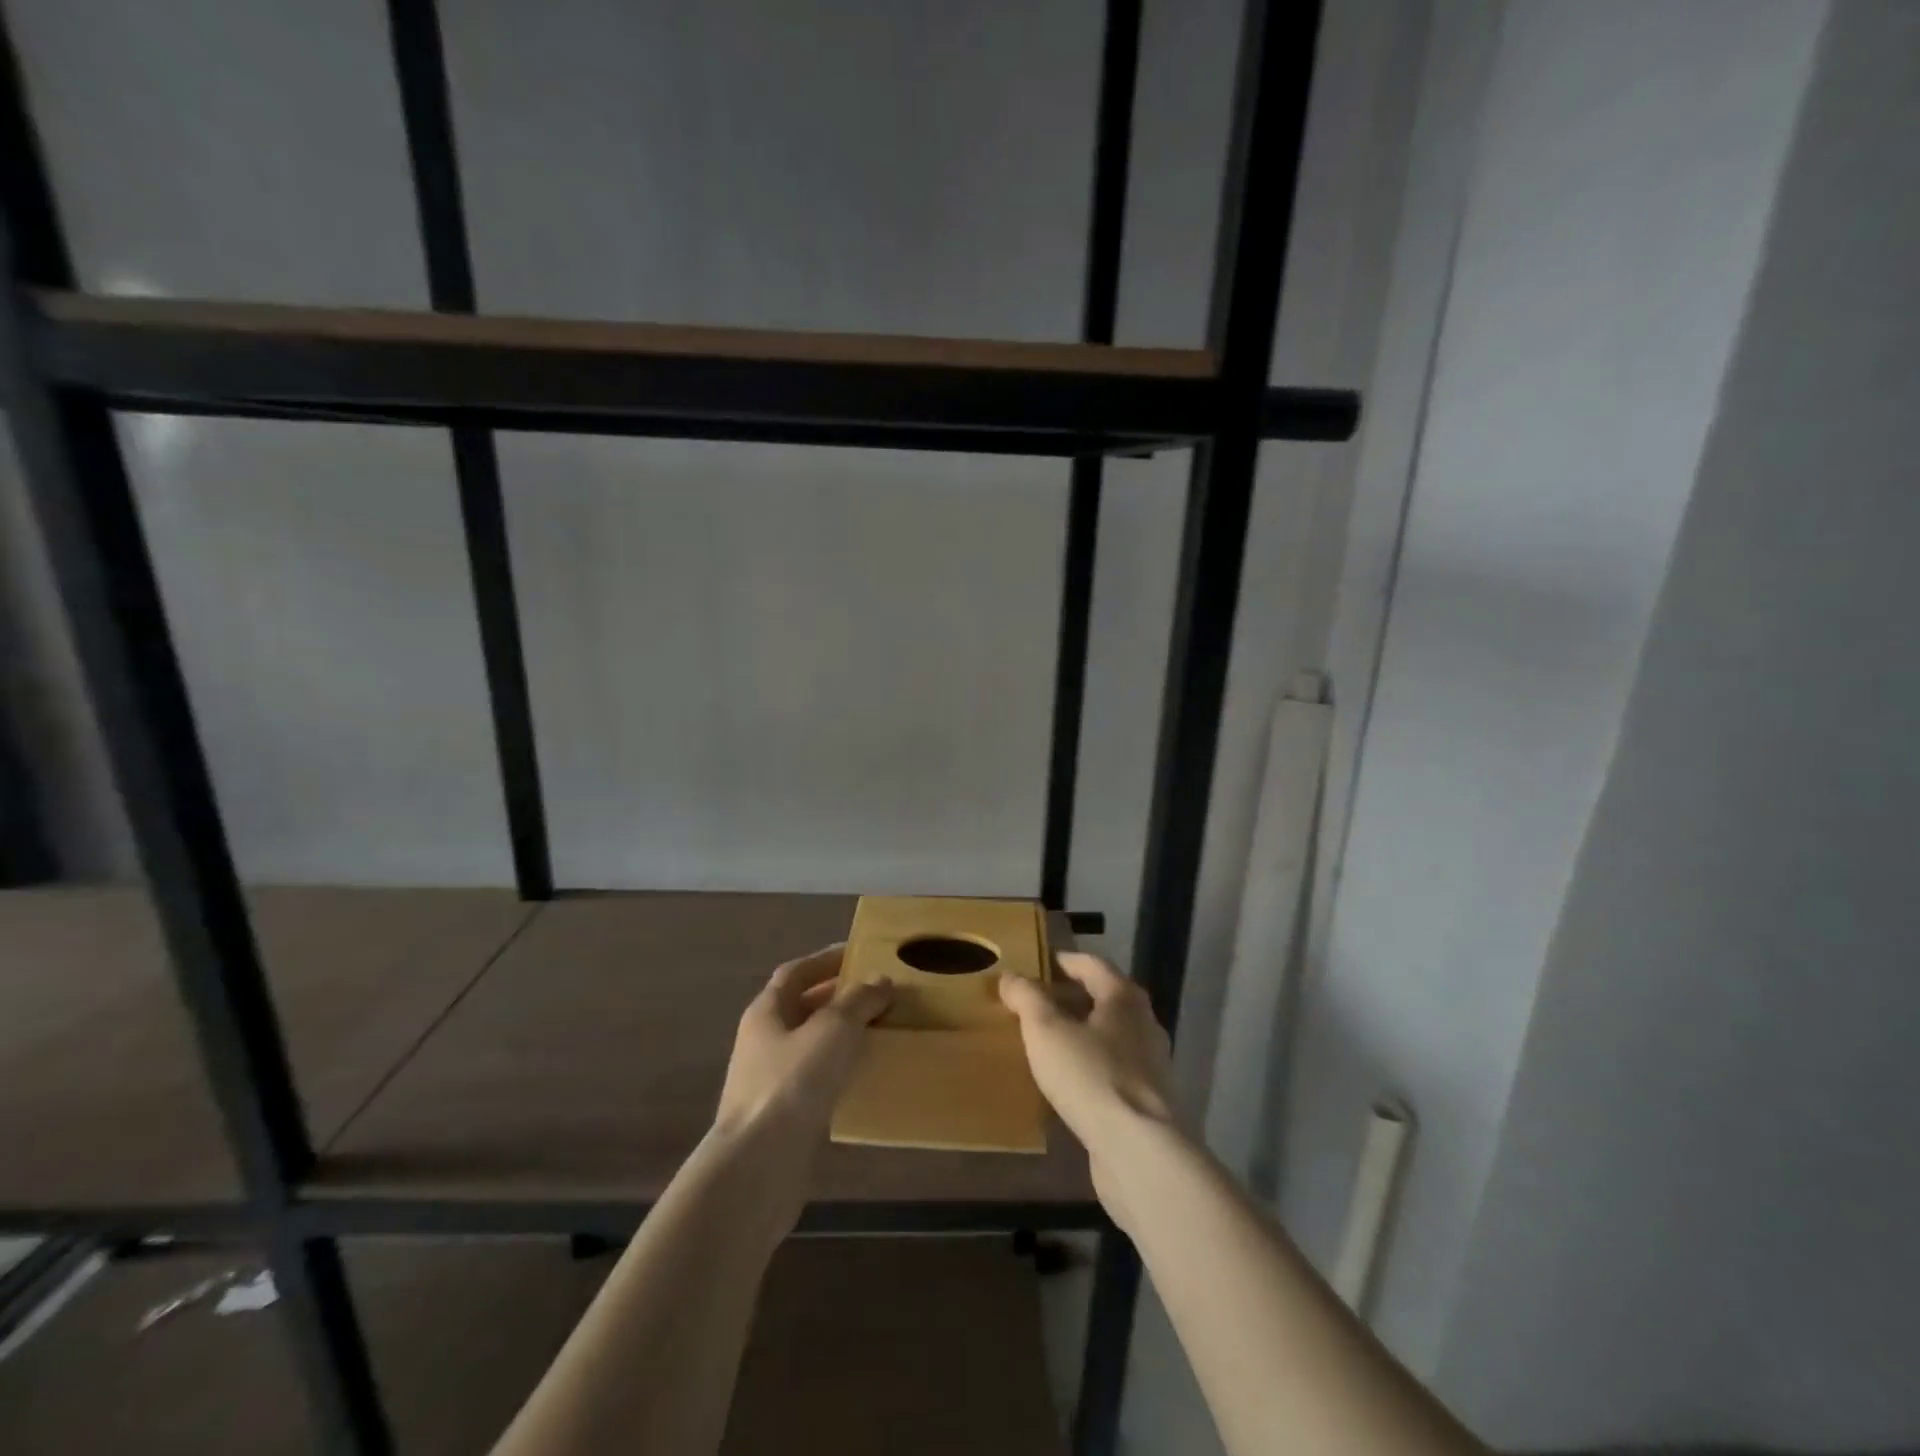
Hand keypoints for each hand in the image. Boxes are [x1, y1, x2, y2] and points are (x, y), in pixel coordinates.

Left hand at [715, 944, 890, 1141]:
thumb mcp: (833, 1029)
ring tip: (881, 1029)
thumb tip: (880, 981)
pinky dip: (841, 1070)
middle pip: (803, 1007)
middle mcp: (763, 1041)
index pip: (796, 972)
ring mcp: (770, 1080)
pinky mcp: (783, 1115)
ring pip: (812, 1045)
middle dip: (839, 997)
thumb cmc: (792, 1083)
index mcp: (766, 1012)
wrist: (758, 1166)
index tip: (859, 954)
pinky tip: (866, 1074)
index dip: (826, 960)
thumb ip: (858, 1000)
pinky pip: (817, 1080)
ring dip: (842, 1035)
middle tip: (879, 992)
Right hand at [999, 952, 1176, 1227]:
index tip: (1034, 965)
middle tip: (1032, 1004)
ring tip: (1044, 1042)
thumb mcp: (1046, 1030)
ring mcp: (1150, 1064)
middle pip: (1102, 998)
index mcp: (1124, 997)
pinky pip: (1112, 1069)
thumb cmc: (1091, 1076)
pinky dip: (1088, 1065)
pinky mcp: (1147, 1100)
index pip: (1091, 964)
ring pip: (1108, 1035)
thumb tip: (1010, 975)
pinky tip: (1065, 1082)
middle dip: (1067, 998)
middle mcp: (1143, 1023)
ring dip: (1078, 1033)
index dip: (1061, 961)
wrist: (1138, 1151)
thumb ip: (1027, 998)